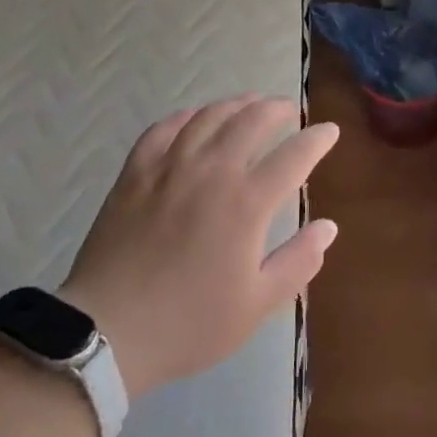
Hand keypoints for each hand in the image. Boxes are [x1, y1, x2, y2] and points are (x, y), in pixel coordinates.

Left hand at [60, 96, 339, 397]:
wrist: (106, 333)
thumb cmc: (189, 324)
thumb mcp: (257, 305)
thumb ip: (298, 262)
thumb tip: (329, 227)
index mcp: (247, 203)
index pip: (294, 155)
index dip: (317, 139)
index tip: (329, 131)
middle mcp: (212, 172)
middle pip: (251, 121)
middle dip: (276, 109)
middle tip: (288, 110)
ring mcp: (169, 168)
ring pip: (208, 117)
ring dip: (235, 104)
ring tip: (249, 104)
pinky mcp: (135, 173)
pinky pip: (163, 129)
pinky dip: (185, 116)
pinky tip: (193, 118)